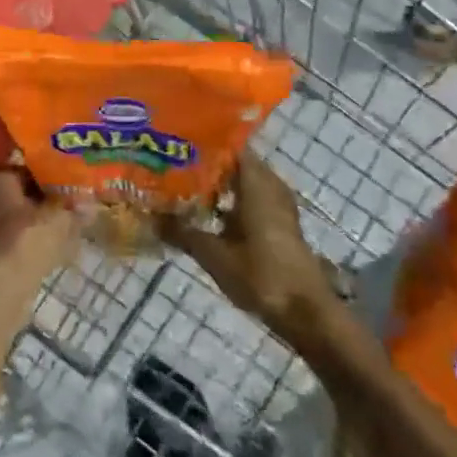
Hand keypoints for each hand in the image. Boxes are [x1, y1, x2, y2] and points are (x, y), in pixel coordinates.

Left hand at [0, 165, 77, 293]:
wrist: (3, 288)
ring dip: (47, 216)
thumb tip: (91, 203)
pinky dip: (42, 237)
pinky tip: (65, 244)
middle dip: (49, 191)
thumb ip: (75, 206)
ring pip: (25, 214)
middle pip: (24, 188)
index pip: (22, 161)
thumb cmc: (27, 238)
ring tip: (75, 216)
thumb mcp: (59, 216)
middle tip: (76, 191)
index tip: (69, 165)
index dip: (47, 162)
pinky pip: (25, 236)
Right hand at [163, 153, 340, 331]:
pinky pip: (251, 201)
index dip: (204, 141)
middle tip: (172, 165)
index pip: (231, 145)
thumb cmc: (262, 275)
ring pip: (244, 184)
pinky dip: (230, 203)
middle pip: (236, 164)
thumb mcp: (214, 254)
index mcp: (257, 183)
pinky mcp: (280, 227)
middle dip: (205, 164)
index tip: (176, 141)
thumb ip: (182, 232)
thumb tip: (149, 217)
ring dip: (218, 185)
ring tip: (183, 187)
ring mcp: (278, 207)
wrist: (307, 315)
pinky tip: (206, 216)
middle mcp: (271, 187)